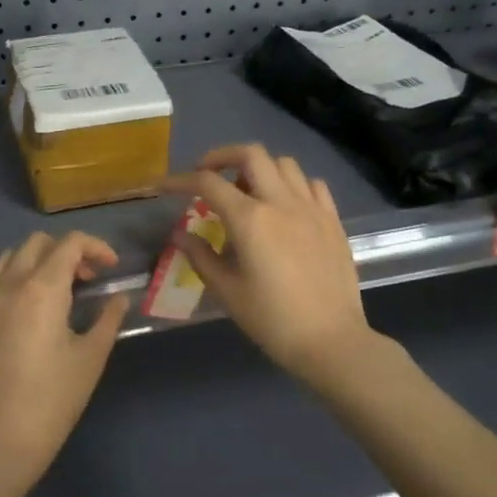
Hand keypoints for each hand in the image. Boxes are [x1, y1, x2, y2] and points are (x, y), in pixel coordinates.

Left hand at [0, 231, 128, 496]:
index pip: (69, 243)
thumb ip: (107, 319)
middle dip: (66, 252)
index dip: (95, 247)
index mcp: (41, 288)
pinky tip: (23, 316)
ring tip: (54, 293)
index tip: (110, 267)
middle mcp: (7, 285)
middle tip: (85, 280)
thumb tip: (118, 298)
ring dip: (36, 263)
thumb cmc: (52, 402)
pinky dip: (12, 284)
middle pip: (37, 243)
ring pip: (9, 259)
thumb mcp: (90, 359)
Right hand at [165, 144, 379, 385]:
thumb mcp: (228, 292)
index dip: (180, 180)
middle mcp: (281, 202)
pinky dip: (293, 184)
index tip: (163, 186)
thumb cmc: (273, 321)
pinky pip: (312, 184)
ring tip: (248, 191)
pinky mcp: (333, 220)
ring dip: (260, 168)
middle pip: (251, 154)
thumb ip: (201, 257)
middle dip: (222, 156)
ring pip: (284, 164)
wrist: (332, 342)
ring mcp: (311, 208)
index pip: (208, 183)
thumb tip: (180, 234)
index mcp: (250, 219)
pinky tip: (285, 205)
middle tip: (207, 174)